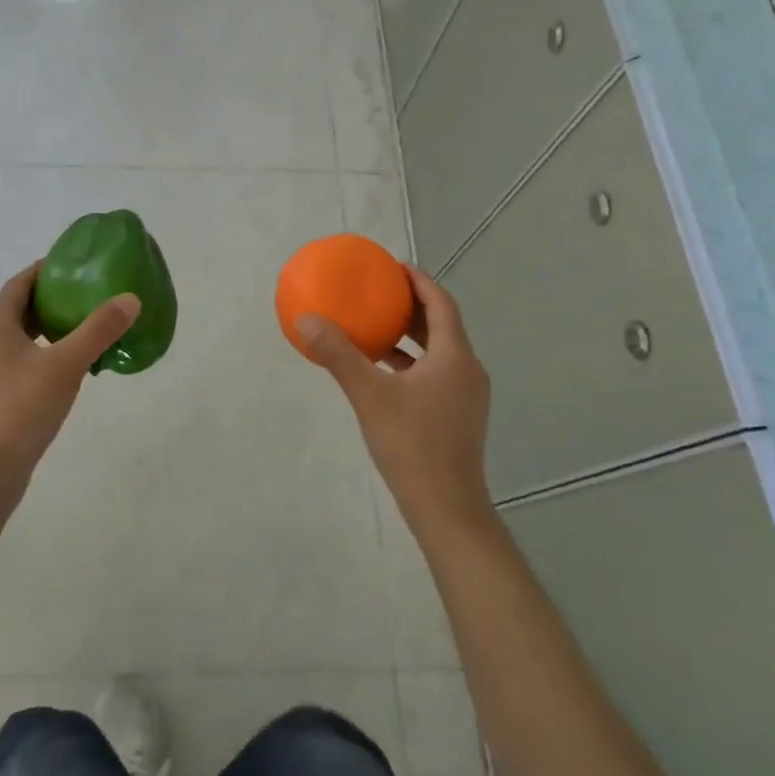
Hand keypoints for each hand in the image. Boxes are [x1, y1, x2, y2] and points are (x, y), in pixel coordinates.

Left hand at [0, 262, 139, 523]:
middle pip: (19, 307)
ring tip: (85, 327)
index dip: (46, 270)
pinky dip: (44, 352)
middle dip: (52, 298)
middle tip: (88, 294)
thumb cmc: (22, 408)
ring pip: (20, 336)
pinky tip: (70, 366)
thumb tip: (130, 298)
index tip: (76, 265)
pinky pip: (21, 360)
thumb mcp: (66, 364)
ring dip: (49, 327)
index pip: (20, 283)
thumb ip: (99, 330)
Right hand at [297, 266, 492, 538]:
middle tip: (381, 291)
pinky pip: (436, 372)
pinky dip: (412, 362)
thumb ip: (339, 355)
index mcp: (454, 357)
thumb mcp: (369, 396)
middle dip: (413, 305)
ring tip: (378, 325)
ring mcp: (467, 395)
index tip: (393, 266)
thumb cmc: (412, 446)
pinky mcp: (459, 415)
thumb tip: (306, 319)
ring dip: (412, 335)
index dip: (419, 280)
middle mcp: (467, 370)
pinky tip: (383, 371)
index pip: (441, 303)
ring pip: (440, 351)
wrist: (447, 509)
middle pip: (442, 324)